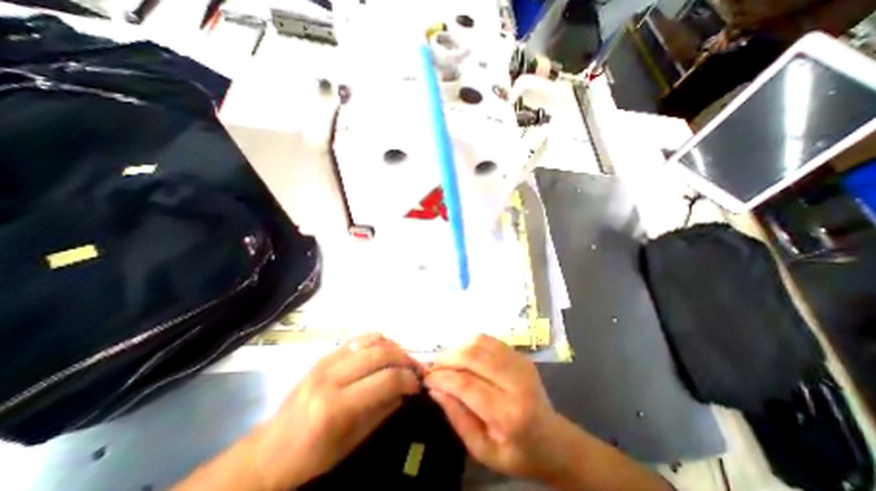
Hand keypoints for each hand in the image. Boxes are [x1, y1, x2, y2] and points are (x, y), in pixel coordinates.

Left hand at [252, 332, 421, 488]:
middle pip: (380, 353)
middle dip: (405, 358)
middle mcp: (331, 376)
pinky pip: (356, 339)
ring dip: (392, 346)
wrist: (268, 451)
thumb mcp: (351, 443)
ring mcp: (325, 361)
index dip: (408, 379)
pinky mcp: (323, 356)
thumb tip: (406, 390)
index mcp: (336, 406)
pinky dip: (376, 340)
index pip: (385, 380)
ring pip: (369, 340)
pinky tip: (384, 349)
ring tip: (402, 358)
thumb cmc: (311, 456)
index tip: (419, 384)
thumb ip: (382, 411)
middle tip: (416, 368)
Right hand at [425, 335, 576, 480]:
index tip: (427, 379)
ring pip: (480, 342)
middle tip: (434, 367)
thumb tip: (435, 389)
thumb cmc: (516, 452)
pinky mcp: (520, 354)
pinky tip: (463, 355)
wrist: (553, 439)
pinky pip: (488, 340)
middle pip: (474, 356)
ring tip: (446, 361)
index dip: (443, 377)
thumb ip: (457, 418)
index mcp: (509, 414)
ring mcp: (520, 363)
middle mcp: (517, 381)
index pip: (467, 384)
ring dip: (457, 348)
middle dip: (448, 358)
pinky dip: (470, 343)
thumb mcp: (482, 450)